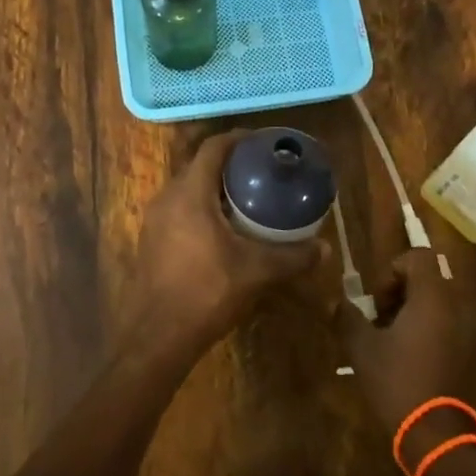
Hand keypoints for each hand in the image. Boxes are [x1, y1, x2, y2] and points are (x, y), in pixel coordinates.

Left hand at [125, 130, 327, 363]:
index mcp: (190, 193)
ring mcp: (155, 219)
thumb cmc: (206, 291)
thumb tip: (324, 248)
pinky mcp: (151, 240)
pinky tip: (223, 229)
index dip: (239, 139)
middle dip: (230, 165)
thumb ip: (291, 256)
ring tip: (246, 199)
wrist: (158, 335)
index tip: (262, 143)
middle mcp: (167, 197)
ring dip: (214, 188)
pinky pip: (179, 209)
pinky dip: (201, 208)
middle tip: (261, 172)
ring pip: (188, 189)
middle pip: (200, 166)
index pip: (213, 148)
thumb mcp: (255, 271)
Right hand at [335, 249, 475, 463]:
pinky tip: (410, 360)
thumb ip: (348, 317)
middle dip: (401, 293)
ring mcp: (468, 332)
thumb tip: (335, 301)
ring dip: (414, 313)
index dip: (393, 269)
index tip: (379, 299)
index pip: (418, 257)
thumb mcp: (363, 348)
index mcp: (432, 298)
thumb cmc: (398, 382)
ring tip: (392, 341)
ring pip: (438, 305)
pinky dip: (429, 331)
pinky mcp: (471, 354)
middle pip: (428, 280)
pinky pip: (449, 326)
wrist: (437, 436)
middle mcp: (456, 308)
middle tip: (380, 320)